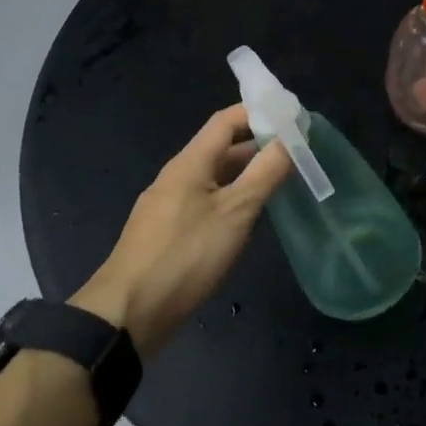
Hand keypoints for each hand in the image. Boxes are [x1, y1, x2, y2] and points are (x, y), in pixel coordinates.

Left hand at [72, 105, 293, 354]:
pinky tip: (248, 218)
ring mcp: (169, 205)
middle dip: (258, 145)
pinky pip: (205, 202)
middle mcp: (177, 176)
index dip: (258, 112)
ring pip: (214, 178)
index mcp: (190, 162)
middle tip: (297, 152)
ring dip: (246, 174)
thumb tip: (289, 139)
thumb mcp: (235, 212)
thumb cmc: (186, 255)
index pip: (226, 120)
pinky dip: (231, 198)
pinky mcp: (167, 232)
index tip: (292, 117)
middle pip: (221, 148)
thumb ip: (264, 174)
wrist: (128, 312)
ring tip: (282, 181)